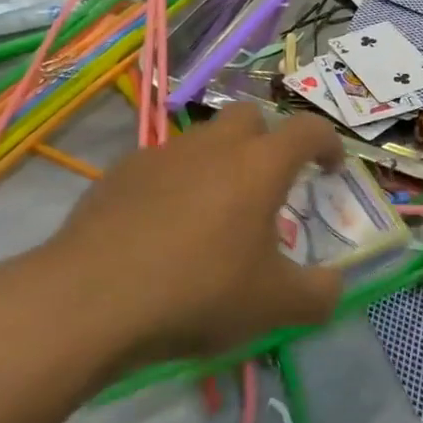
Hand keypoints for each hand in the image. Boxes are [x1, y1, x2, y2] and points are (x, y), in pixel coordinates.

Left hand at [26, 105, 345, 370]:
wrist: (87, 302)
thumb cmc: (197, 292)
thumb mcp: (274, 306)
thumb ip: (319, 294)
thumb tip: (335, 285)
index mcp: (261, 165)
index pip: (309, 130)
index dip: (328, 143)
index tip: (330, 168)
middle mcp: (215, 146)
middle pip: (251, 116)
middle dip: (267, 140)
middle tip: (267, 184)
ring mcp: (163, 155)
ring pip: (203, 139)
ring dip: (219, 162)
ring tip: (212, 212)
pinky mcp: (118, 174)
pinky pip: (160, 166)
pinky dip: (173, 184)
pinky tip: (161, 228)